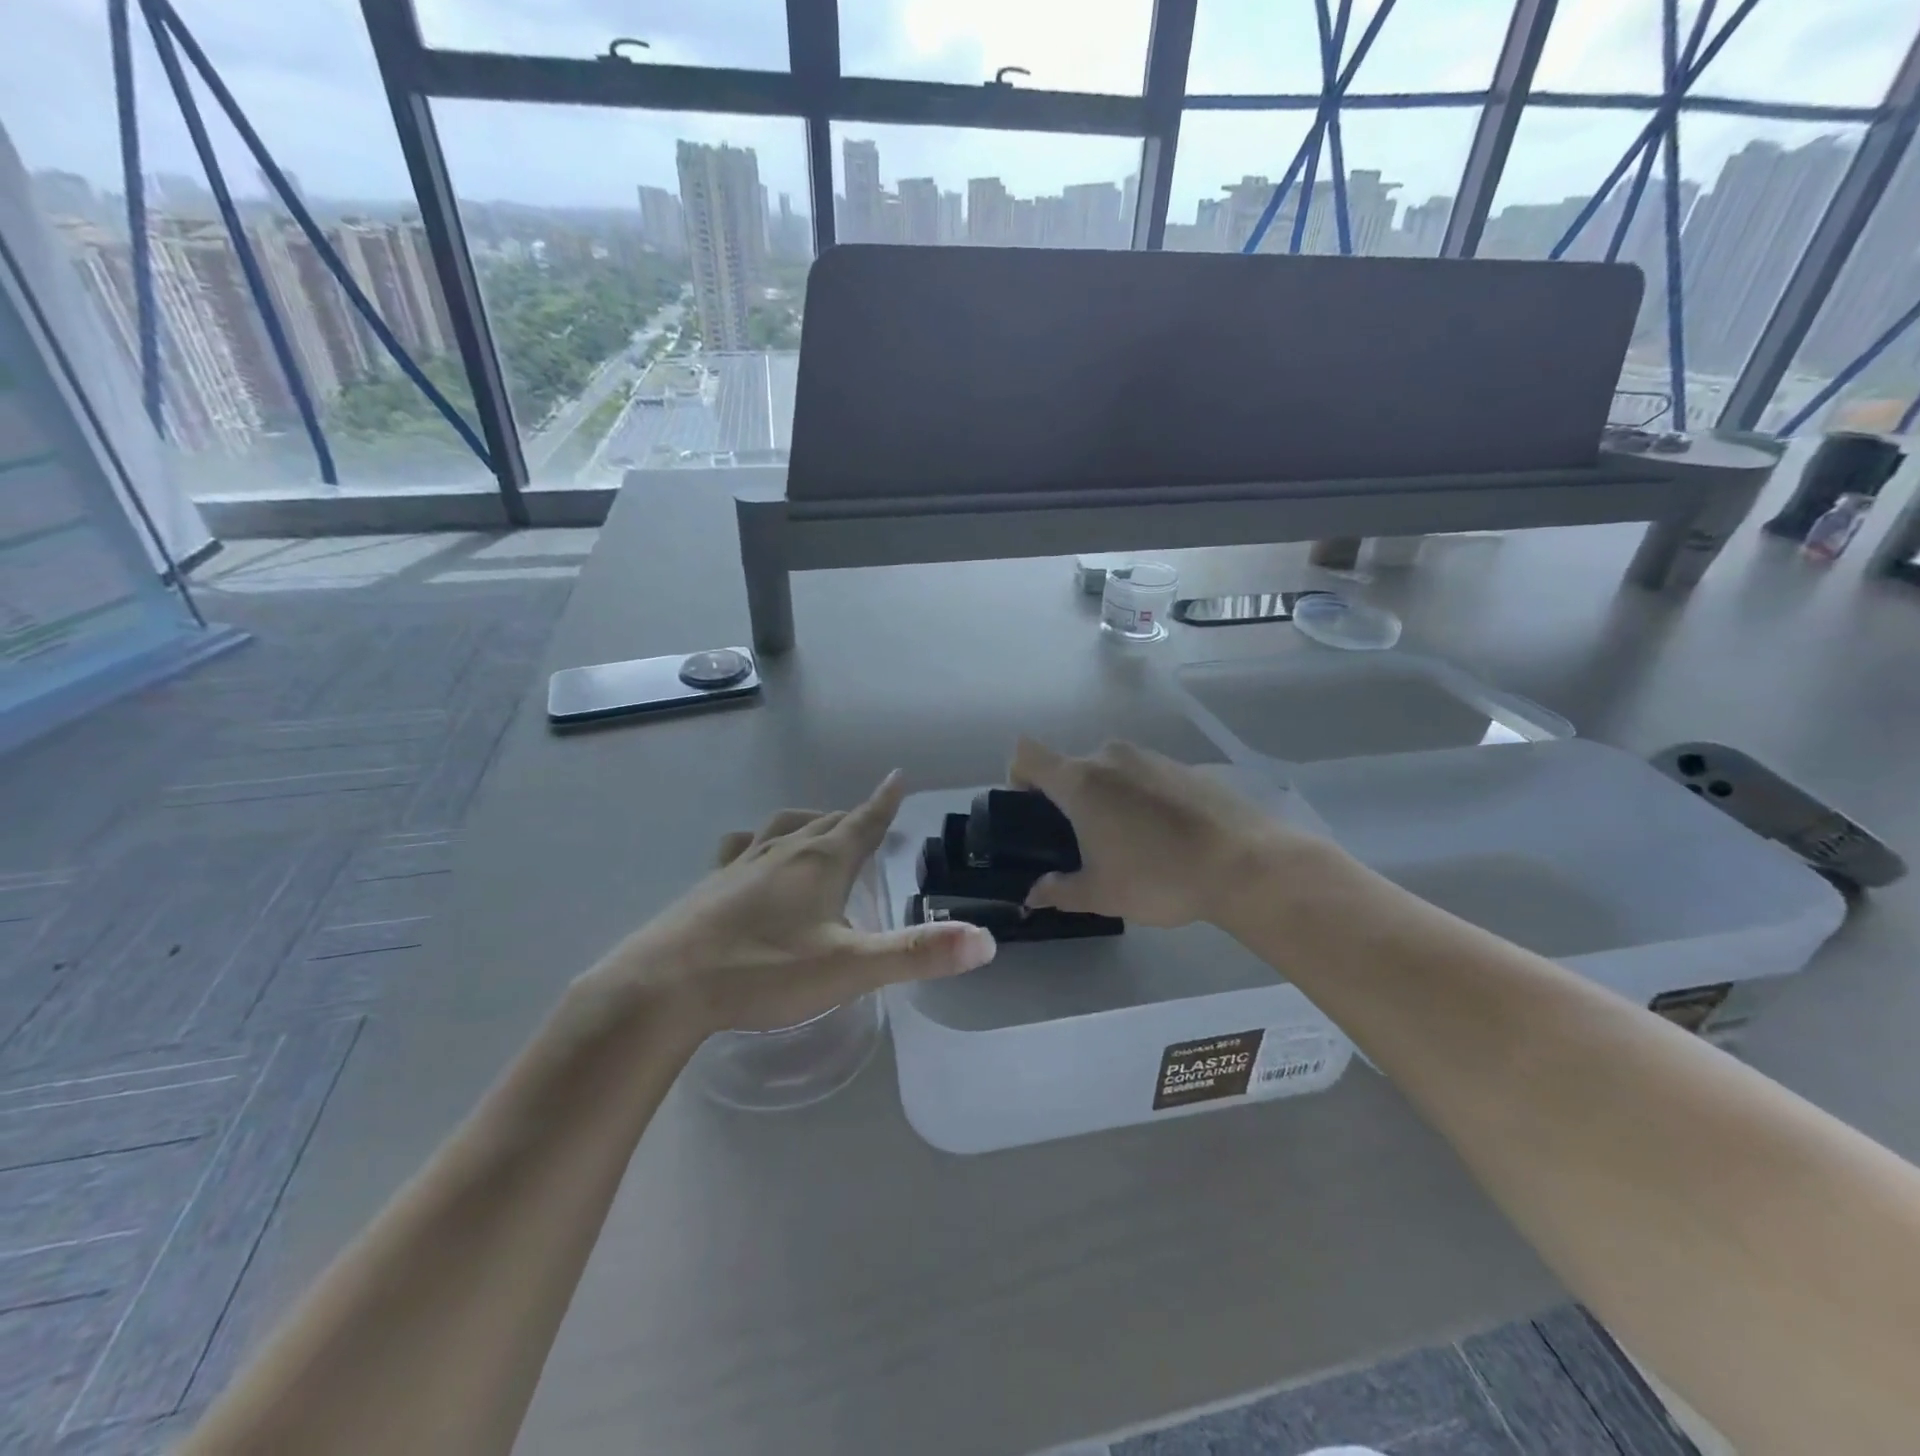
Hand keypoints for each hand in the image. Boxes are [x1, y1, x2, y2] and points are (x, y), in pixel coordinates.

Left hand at [602, 771, 995, 1033]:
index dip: (885, 801)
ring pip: (785, 827)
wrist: (664, 986)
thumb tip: (984, 941)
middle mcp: (784, 851)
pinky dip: (761, 843)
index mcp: (822, 862)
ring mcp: (742, 863)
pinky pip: (743, 847)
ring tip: (820, 828)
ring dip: (810, 822)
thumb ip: (918, 954)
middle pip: (828, 821)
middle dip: (853, 817)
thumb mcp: (849, 969)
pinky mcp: (710, 883)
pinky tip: (751, 856)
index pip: (864, 821)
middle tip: (869, 818)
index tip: (897, 777)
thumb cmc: (763, 972)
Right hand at [1009, 737, 1312, 928]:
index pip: (1027, 754)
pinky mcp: (1184, 767)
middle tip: (1080, 842)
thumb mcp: (1101, 894)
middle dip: (1066, 799)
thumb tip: (1033, 895)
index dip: (1018, 776)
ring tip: (1127, 842)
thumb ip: (1059, 891)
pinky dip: (1140, 798)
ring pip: (1110, 771)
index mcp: (1080, 781)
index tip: (1029, 809)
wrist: (1245, 863)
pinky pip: (1144, 776)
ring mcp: (1151, 757)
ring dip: (1106, 798)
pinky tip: (1164, 836)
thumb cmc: (1158, 876)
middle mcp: (1111, 757)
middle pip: (1071, 766)